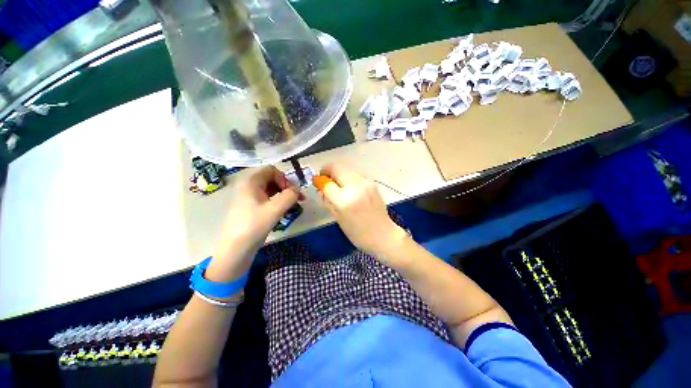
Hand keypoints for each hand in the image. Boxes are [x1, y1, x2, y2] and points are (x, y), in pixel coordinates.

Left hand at [206, 166, 302, 281]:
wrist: (236, 249)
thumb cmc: (253, 226)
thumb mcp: (275, 209)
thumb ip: (289, 196)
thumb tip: (298, 190)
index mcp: (251, 182)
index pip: (271, 170)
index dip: (284, 178)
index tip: (292, 192)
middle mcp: (249, 186)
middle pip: (272, 179)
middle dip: (287, 187)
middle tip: (298, 198)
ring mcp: (250, 197)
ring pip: (271, 189)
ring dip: (284, 195)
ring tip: (294, 205)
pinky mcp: (252, 207)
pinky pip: (268, 198)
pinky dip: (278, 201)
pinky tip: (284, 210)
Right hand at [319, 163, 406, 255]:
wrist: (383, 234)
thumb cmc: (358, 233)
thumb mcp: (338, 219)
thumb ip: (327, 201)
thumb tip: (320, 189)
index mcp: (344, 201)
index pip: (327, 183)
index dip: (319, 182)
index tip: (317, 182)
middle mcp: (355, 187)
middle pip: (336, 168)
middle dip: (327, 171)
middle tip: (326, 180)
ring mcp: (365, 183)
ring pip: (346, 169)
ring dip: (339, 174)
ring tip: (339, 186)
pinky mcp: (372, 183)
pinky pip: (356, 175)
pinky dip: (349, 178)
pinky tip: (351, 189)